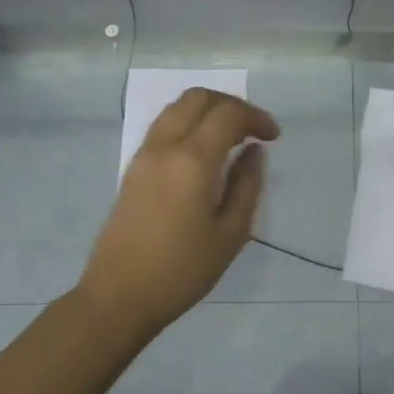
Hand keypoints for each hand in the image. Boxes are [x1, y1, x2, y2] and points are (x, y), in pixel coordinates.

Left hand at [77, 89, 280, 336]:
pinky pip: (163, 128)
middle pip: (197, 98)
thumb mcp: (230, 233)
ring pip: (176, 109)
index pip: (227, 114)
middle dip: (230, 105)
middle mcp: (164, 146)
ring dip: (207, 112)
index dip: (256, 117)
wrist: (120, 295)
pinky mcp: (132, 169)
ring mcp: (143, 155)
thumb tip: (254, 153)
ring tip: (231, 140)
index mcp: (192, 160)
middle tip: (253, 130)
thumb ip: (247, 186)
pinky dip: (188, 125)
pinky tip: (204, 154)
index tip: (273, 137)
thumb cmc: (183, 270)